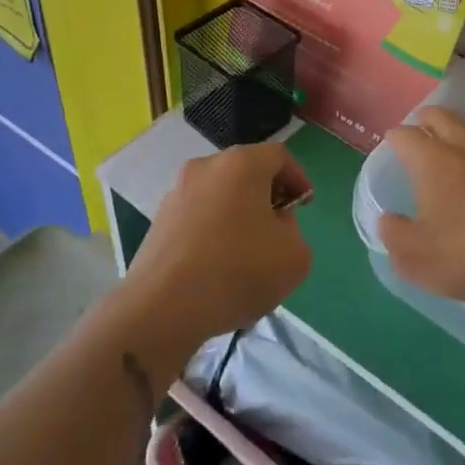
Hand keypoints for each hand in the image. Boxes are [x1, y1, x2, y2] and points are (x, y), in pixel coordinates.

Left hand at [126, 142, 312, 347]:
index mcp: (241, 164)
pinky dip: (214, 232)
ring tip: (248, 253)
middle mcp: (206, 167)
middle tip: (280, 227)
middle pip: (246, 171)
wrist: (163, 308)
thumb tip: (272, 224)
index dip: (298, 177)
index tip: (305, 205)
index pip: (279, 155)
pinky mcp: (159, 221)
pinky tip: (219, 268)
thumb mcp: (294, 255)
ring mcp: (177, 193)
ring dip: (238, 214)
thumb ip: (293, 229)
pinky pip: (198, 217)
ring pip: (220, 195)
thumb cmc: (237, 271)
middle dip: (267, 195)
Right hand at [378, 106, 464, 303]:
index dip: (395, 139)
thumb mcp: (417, 257)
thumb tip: (387, 219)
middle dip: (426, 121)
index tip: (393, 146)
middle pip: (441, 116)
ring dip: (460, 128)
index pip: (405, 135)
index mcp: (431, 159)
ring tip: (456, 141)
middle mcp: (464, 143)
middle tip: (422, 135)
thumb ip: (394, 235)